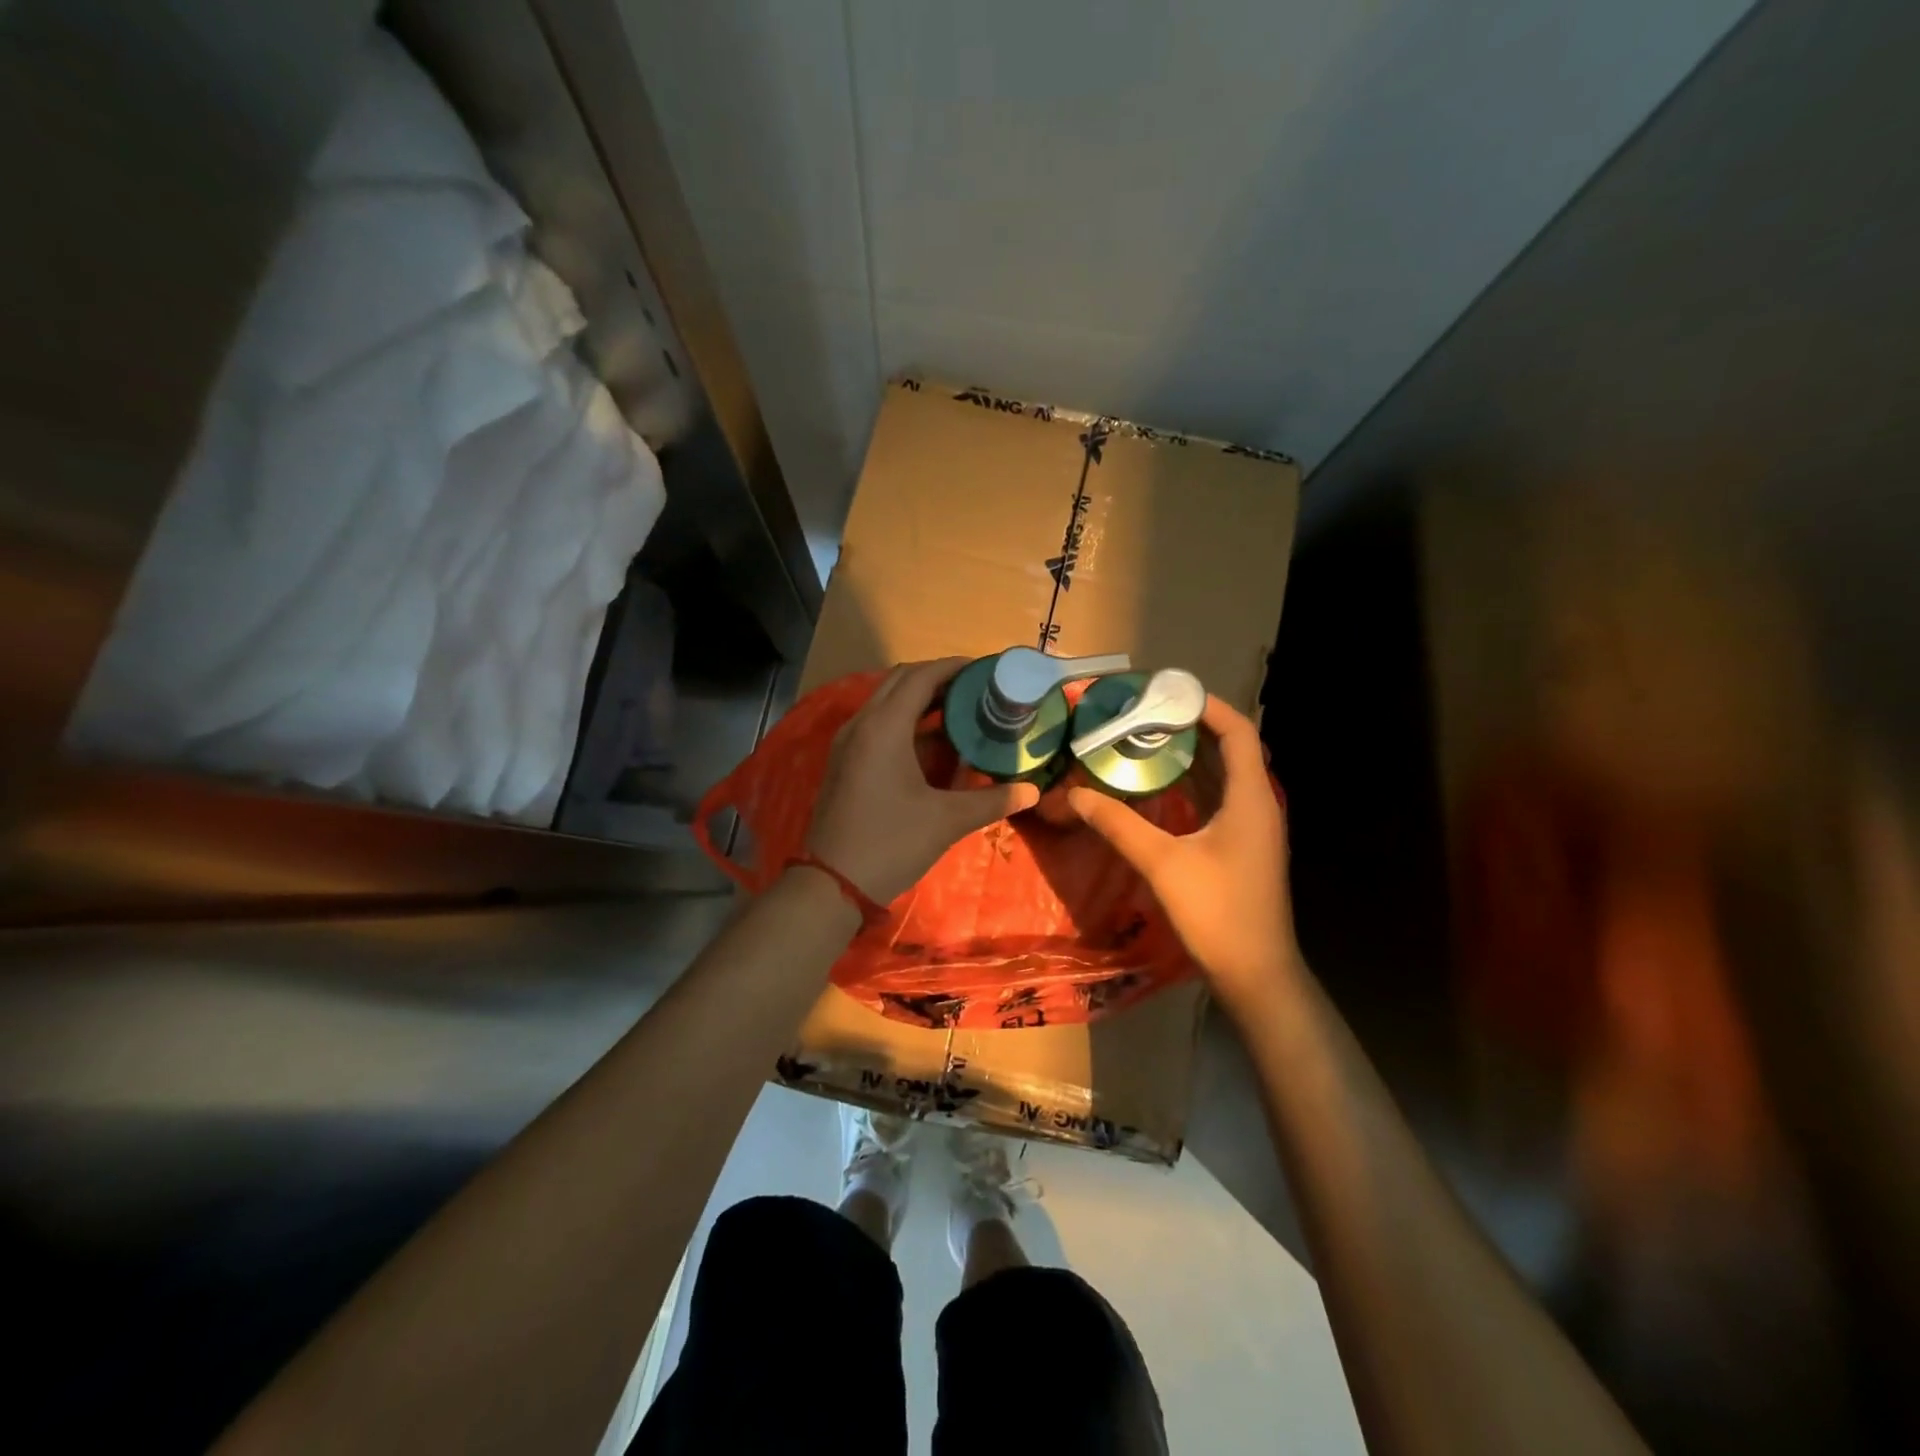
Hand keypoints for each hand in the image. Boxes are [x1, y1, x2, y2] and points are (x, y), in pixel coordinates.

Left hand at [806, 658, 1040, 903]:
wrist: (832, 884)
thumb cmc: (890, 843)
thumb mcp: (946, 820)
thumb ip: (992, 800)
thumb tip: (1032, 791)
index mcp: (884, 727)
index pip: (921, 677)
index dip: (954, 667)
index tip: (987, 669)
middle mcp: (861, 724)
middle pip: (901, 681)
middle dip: (939, 678)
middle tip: (977, 688)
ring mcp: (848, 742)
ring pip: (887, 701)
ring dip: (921, 699)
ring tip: (961, 710)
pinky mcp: (844, 761)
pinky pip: (878, 723)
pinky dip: (906, 720)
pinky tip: (933, 742)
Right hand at [1069, 695, 1299, 1009]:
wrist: (1256, 973)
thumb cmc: (1217, 913)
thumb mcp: (1162, 864)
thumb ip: (1119, 825)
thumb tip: (1076, 794)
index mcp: (1250, 800)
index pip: (1238, 733)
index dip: (1208, 706)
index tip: (1168, 692)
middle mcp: (1257, 806)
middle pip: (1231, 749)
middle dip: (1192, 727)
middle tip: (1146, 713)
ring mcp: (1252, 829)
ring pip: (1224, 776)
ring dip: (1192, 755)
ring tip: (1147, 739)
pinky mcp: (1242, 848)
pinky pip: (1219, 800)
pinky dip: (1193, 784)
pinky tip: (1160, 786)